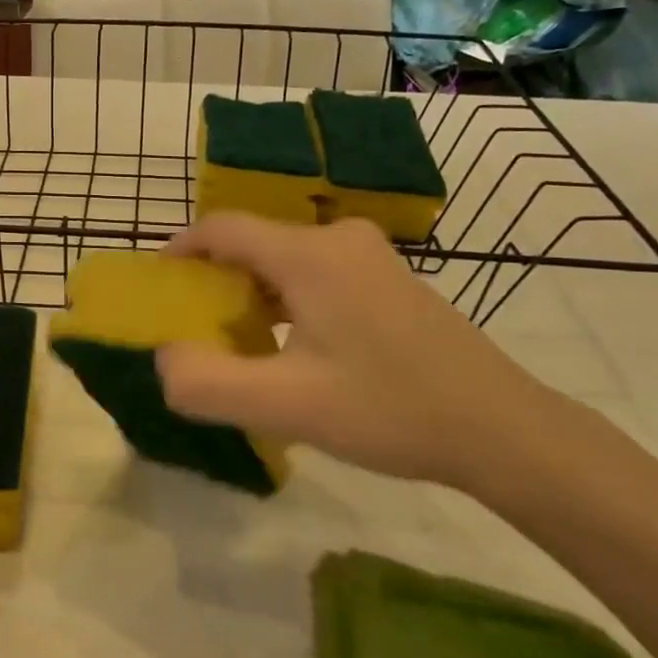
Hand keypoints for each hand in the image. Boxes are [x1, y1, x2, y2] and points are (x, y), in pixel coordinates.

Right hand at [155, 214, 563, 491]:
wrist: (501, 428)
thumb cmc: (390, 410)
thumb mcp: (287, 407)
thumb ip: (209, 384)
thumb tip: (164, 361)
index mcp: (309, 255)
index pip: (222, 228)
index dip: (180, 250)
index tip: (156, 286)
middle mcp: (337, 239)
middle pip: (253, 244)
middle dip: (214, 280)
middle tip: (193, 327)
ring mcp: (369, 256)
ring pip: (285, 261)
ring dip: (251, 294)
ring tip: (236, 342)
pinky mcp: (388, 278)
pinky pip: (316, 274)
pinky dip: (286, 300)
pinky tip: (290, 347)